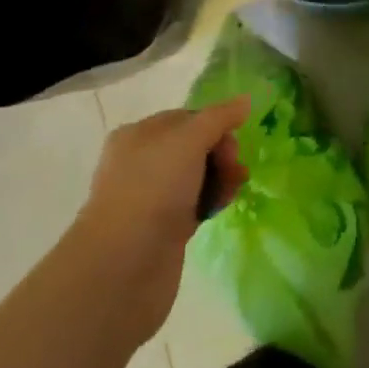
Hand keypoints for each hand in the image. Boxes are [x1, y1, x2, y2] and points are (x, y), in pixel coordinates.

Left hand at [70, 99, 249, 346]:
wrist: (123, 267)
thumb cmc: (153, 190)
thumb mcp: (188, 140)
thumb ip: (219, 118)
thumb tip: (245, 100)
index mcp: (139, 135)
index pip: (188, 118)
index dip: (215, 125)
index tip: (233, 140)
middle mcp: (142, 162)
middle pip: (195, 146)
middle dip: (221, 153)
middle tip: (233, 168)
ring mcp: (151, 198)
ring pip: (197, 176)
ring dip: (220, 177)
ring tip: (233, 190)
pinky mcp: (163, 229)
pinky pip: (195, 204)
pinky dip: (211, 201)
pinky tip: (222, 206)